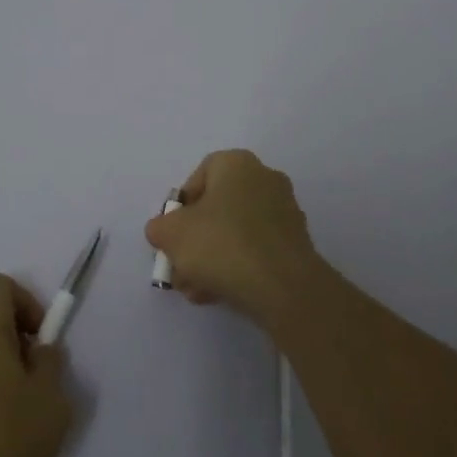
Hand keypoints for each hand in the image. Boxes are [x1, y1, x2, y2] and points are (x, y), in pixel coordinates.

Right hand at [145, 150, 320, 324]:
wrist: (283, 286)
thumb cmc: (222, 244)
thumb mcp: (171, 234)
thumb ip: (160, 228)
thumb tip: (164, 232)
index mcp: (237, 163)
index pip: (199, 177)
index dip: (181, 208)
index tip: (173, 235)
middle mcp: (265, 178)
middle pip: (217, 208)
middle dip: (195, 240)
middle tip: (181, 268)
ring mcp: (285, 211)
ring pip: (236, 232)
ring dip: (212, 259)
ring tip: (197, 289)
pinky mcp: (296, 243)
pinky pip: (256, 249)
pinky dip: (238, 267)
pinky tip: (221, 293)